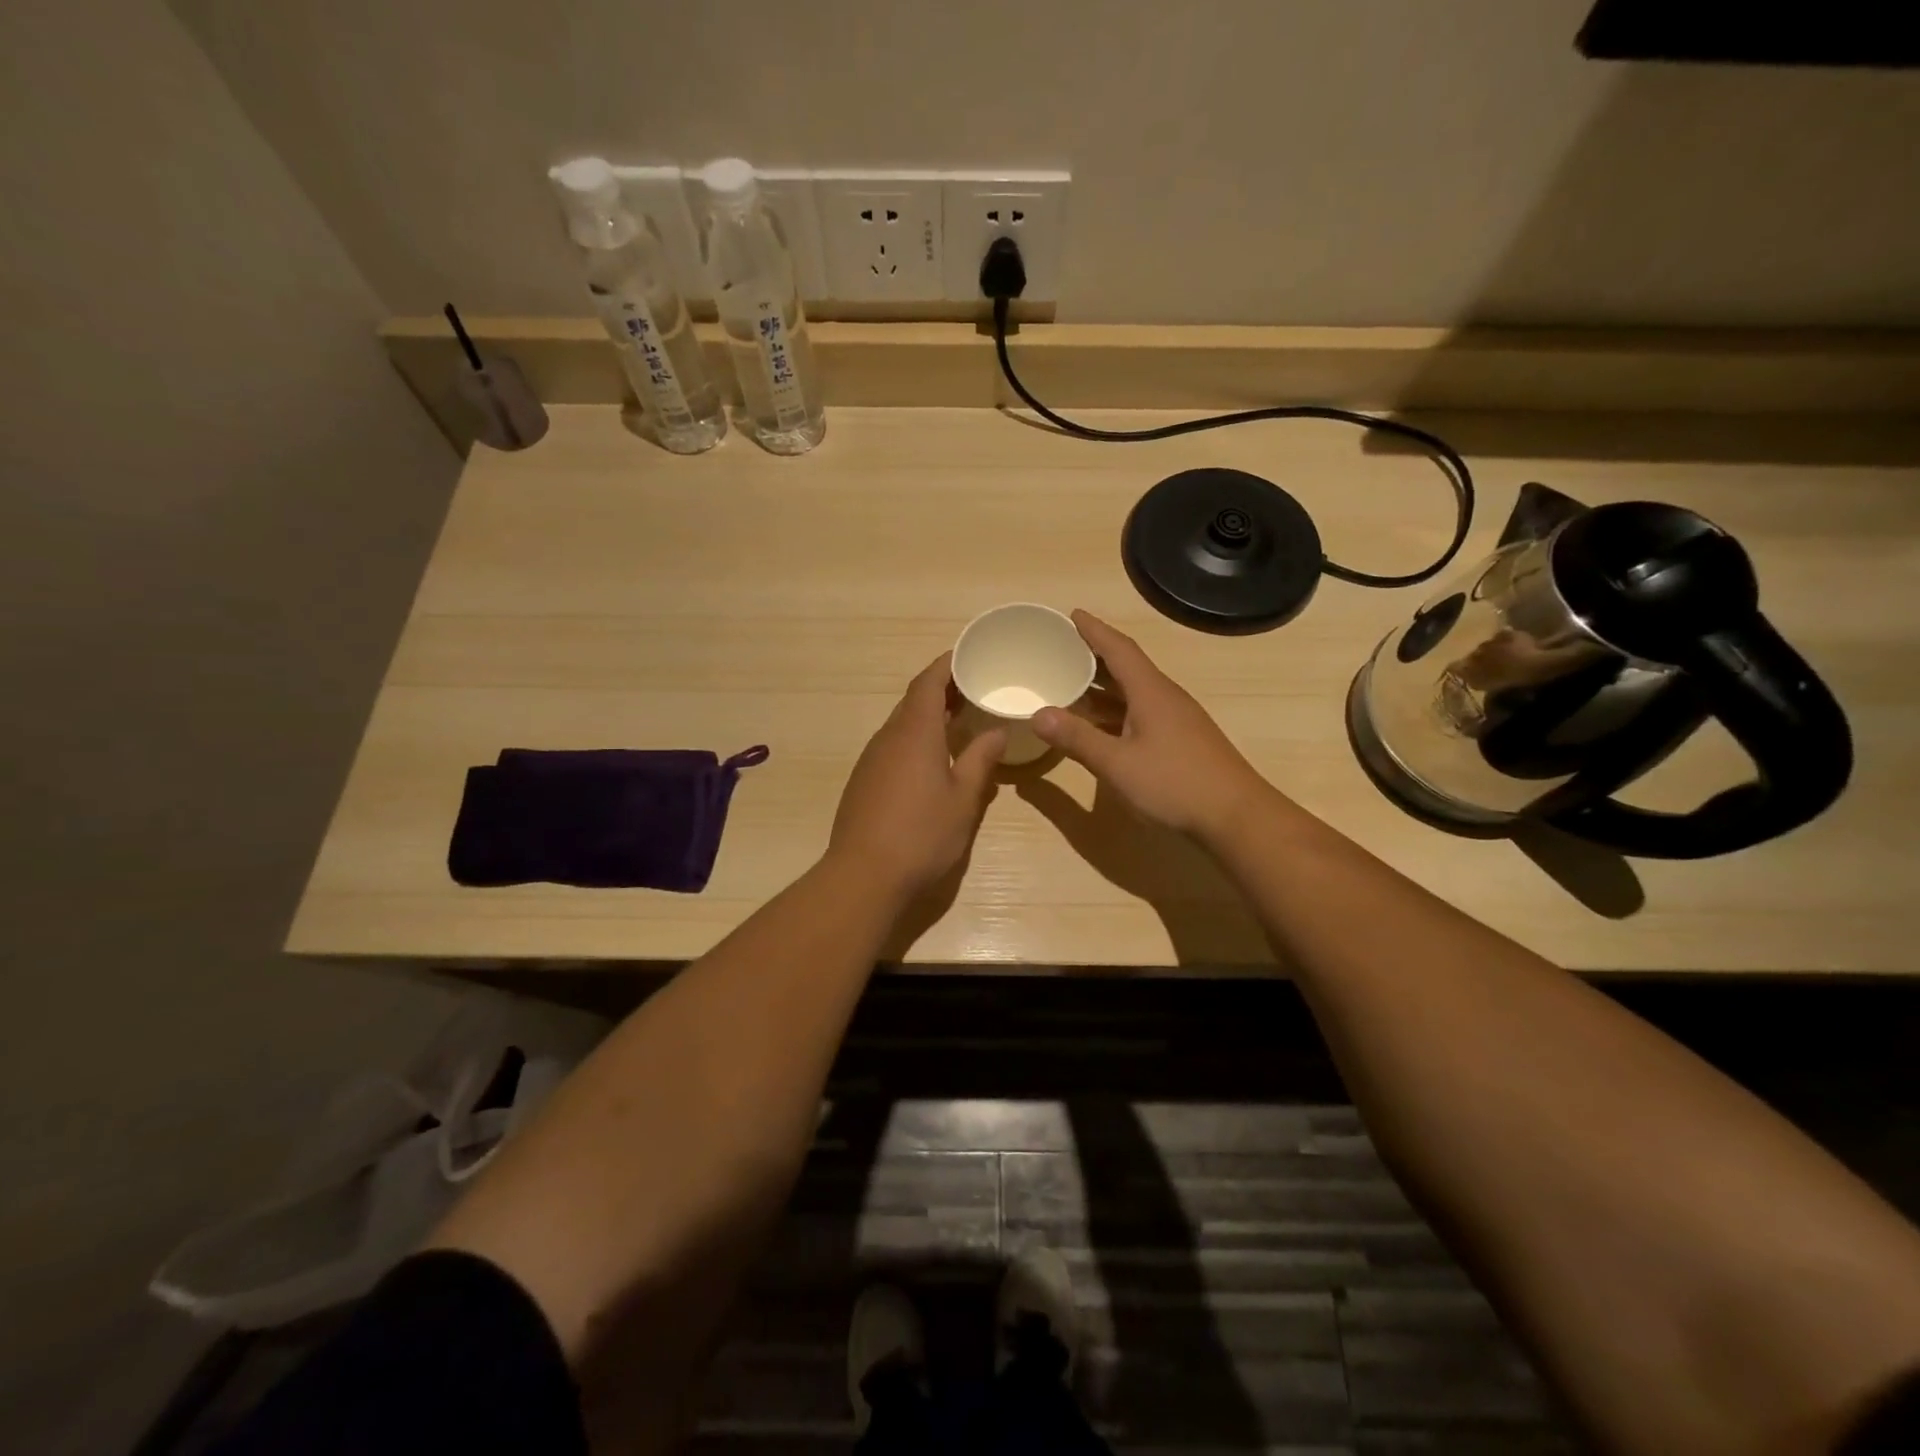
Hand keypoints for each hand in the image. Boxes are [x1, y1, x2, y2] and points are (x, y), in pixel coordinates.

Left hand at [826, 654, 1005, 899]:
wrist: (864, 875)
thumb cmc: (922, 833)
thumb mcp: (964, 798)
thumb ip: (981, 760)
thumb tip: (996, 731)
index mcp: (914, 732)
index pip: (928, 682)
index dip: (946, 664)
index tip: (968, 655)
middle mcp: (888, 737)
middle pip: (913, 700)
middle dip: (942, 689)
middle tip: (974, 688)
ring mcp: (871, 759)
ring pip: (902, 724)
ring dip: (928, 716)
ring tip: (959, 720)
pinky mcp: (864, 781)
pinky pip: (893, 746)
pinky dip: (915, 739)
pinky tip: (933, 760)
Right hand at [1031, 610, 1269, 841]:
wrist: (1236, 816)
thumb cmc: (1175, 783)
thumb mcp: (1117, 763)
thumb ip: (1077, 738)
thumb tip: (1038, 714)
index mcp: (1150, 692)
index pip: (1119, 649)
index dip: (1094, 631)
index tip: (1072, 614)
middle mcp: (1164, 697)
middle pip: (1126, 667)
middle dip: (1094, 656)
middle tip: (1061, 649)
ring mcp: (1176, 720)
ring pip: (1133, 692)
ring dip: (1103, 687)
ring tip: (1070, 684)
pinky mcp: (1181, 741)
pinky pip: (1140, 713)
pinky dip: (1115, 711)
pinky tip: (1099, 726)